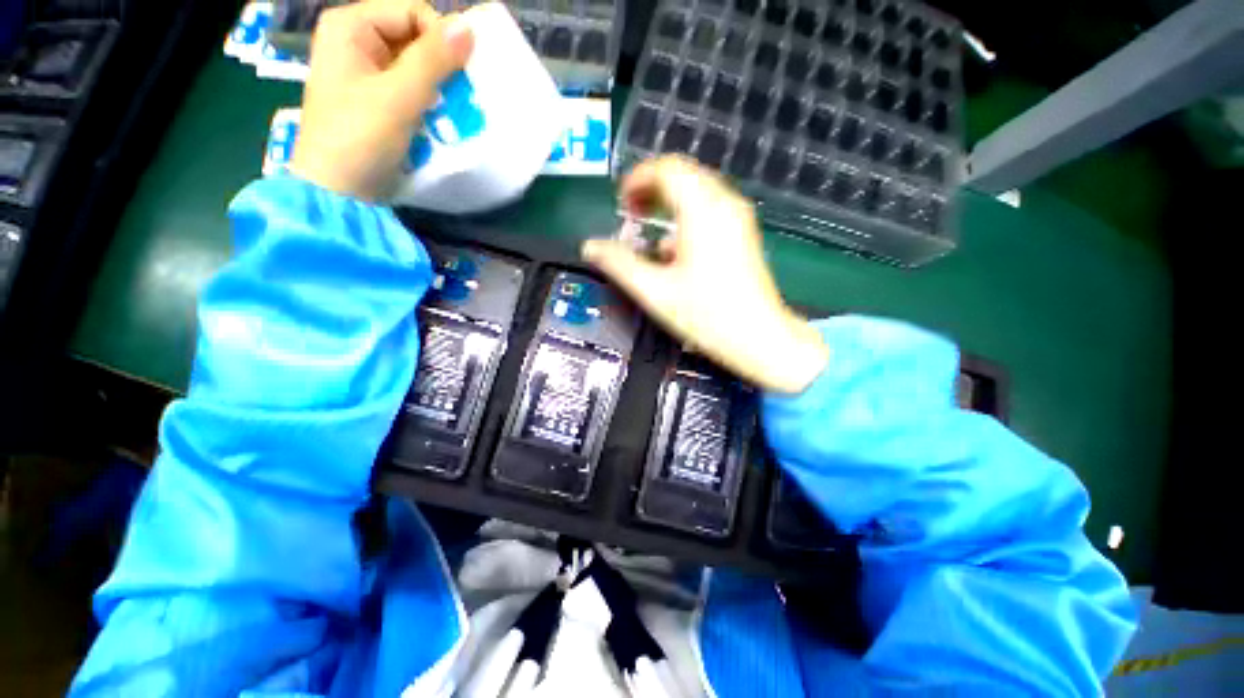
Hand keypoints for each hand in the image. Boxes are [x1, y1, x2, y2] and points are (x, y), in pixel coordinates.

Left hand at [290, 0, 473, 200]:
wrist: (339, 191)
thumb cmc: (360, 138)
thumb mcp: (398, 97)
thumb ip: (433, 61)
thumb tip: (468, 28)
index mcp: (350, 27)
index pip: (412, 12)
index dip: (440, 39)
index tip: (460, 76)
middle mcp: (356, 41)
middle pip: (415, 38)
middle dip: (442, 67)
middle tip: (460, 97)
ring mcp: (365, 72)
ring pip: (417, 66)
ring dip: (440, 89)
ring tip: (452, 113)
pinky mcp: (376, 99)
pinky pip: (412, 89)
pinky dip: (430, 103)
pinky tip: (438, 121)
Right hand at [582, 157, 829, 393]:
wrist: (758, 337)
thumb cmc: (707, 315)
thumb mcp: (655, 291)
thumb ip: (619, 264)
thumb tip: (590, 247)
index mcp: (702, 211)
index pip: (667, 169)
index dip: (637, 180)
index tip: (620, 204)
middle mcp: (724, 204)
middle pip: (683, 174)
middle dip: (651, 188)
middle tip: (630, 213)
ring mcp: (738, 217)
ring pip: (697, 189)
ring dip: (668, 201)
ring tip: (647, 227)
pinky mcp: (743, 233)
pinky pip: (710, 208)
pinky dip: (686, 215)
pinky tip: (674, 248)